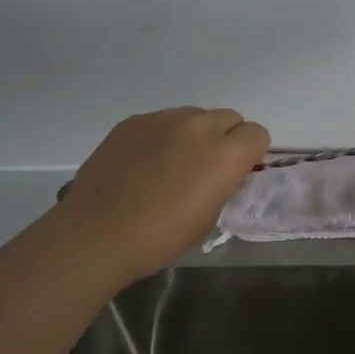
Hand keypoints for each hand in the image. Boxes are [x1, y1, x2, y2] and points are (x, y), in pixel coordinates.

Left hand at [56, 107, 269, 282]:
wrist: (97, 233)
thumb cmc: (161, 237)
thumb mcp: (209, 217)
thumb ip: (225, 184)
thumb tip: (225, 173)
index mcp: (226, 154)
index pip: (257, 134)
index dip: (249, 153)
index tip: (235, 173)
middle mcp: (200, 126)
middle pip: (229, 118)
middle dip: (224, 139)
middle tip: (204, 168)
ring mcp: (164, 118)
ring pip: (194, 116)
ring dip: (192, 135)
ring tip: (170, 164)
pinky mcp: (133, 121)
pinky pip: (161, 121)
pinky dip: (161, 137)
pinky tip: (142, 164)